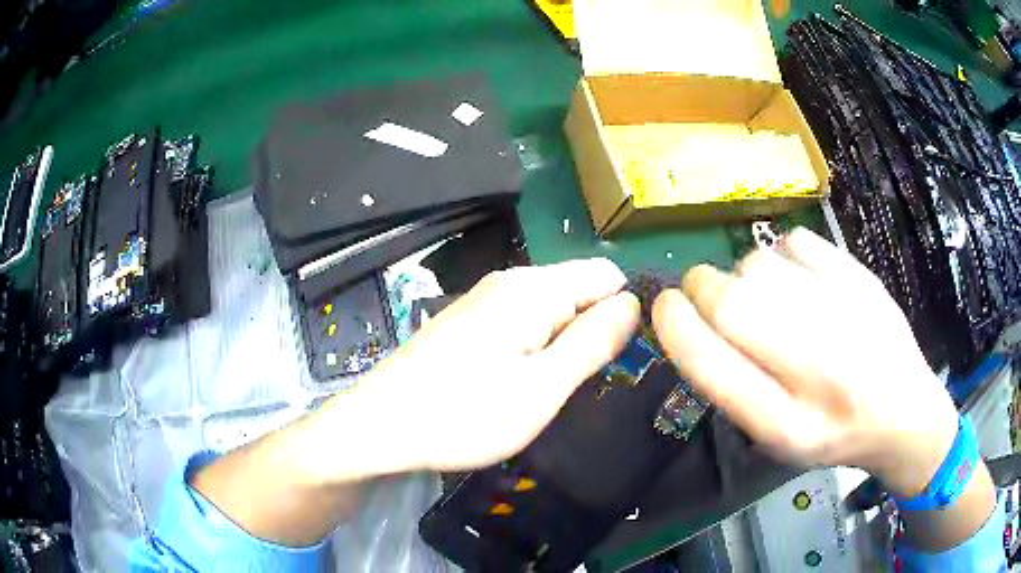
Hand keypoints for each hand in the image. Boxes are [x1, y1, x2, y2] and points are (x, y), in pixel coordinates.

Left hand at [364, 258, 639, 471]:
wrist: (381, 427)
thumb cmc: (465, 414)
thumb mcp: (543, 387)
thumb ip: (593, 341)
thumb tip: (633, 303)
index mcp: (533, 289)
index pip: (605, 274)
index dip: (623, 311)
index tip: (619, 358)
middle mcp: (508, 283)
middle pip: (576, 291)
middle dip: (591, 332)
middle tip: (578, 384)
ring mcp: (483, 302)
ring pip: (548, 312)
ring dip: (562, 346)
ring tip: (548, 390)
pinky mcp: (467, 324)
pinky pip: (520, 325)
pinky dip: (533, 351)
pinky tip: (516, 385)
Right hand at [651, 228, 958, 496]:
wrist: (904, 411)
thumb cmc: (832, 432)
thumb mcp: (775, 437)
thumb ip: (733, 384)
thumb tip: (692, 319)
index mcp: (786, 425)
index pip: (711, 364)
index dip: (675, 327)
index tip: (664, 307)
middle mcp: (818, 372)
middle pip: (732, 303)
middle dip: (701, 289)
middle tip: (705, 295)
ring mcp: (846, 316)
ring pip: (759, 265)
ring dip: (744, 277)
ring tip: (766, 298)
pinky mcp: (861, 277)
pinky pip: (795, 242)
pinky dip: (782, 257)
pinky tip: (799, 281)